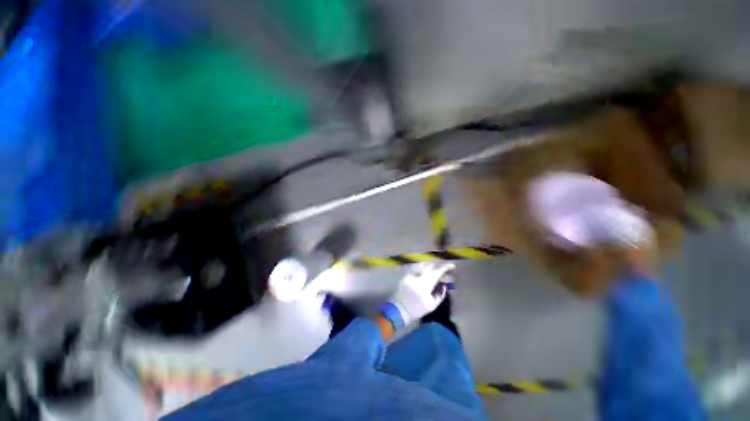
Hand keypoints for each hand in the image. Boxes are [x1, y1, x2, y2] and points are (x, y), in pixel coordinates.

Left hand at [380, 263, 454, 328]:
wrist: (400, 309)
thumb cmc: (417, 309)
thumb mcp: (432, 305)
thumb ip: (440, 294)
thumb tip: (443, 284)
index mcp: (426, 284)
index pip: (438, 272)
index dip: (445, 267)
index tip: (452, 266)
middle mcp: (418, 276)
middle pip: (430, 266)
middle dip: (438, 266)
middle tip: (443, 270)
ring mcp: (410, 274)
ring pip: (422, 264)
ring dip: (430, 265)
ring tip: (434, 269)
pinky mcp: (405, 274)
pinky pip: (415, 266)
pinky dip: (421, 266)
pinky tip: (424, 269)